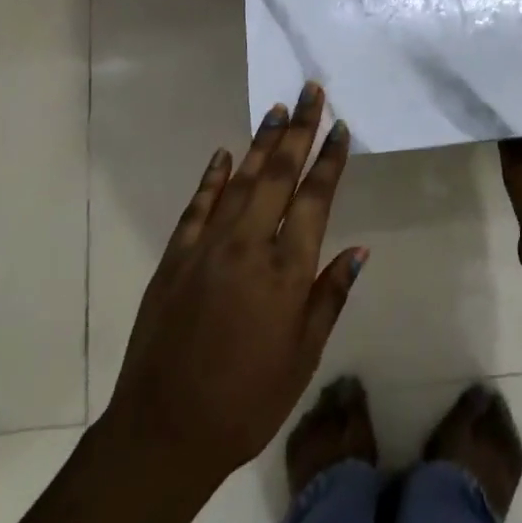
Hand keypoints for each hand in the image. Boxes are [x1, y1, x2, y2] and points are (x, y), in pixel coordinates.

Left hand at [106, 83, 364, 488]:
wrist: (163, 431)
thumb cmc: (247, 401)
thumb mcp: (302, 358)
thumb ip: (329, 297)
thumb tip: (358, 250)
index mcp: (285, 271)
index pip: (314, 199)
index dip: (329, 161)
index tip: (340, 128)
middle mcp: (248, 245)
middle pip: (278, 174)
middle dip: (298, 130)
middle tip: (310, 91)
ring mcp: (207, 246)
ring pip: (240, 180)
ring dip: (260, 142)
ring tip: (277, 109)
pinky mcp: (176, 256)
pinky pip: (198, 205)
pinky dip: (212, 177)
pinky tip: (224, 155)